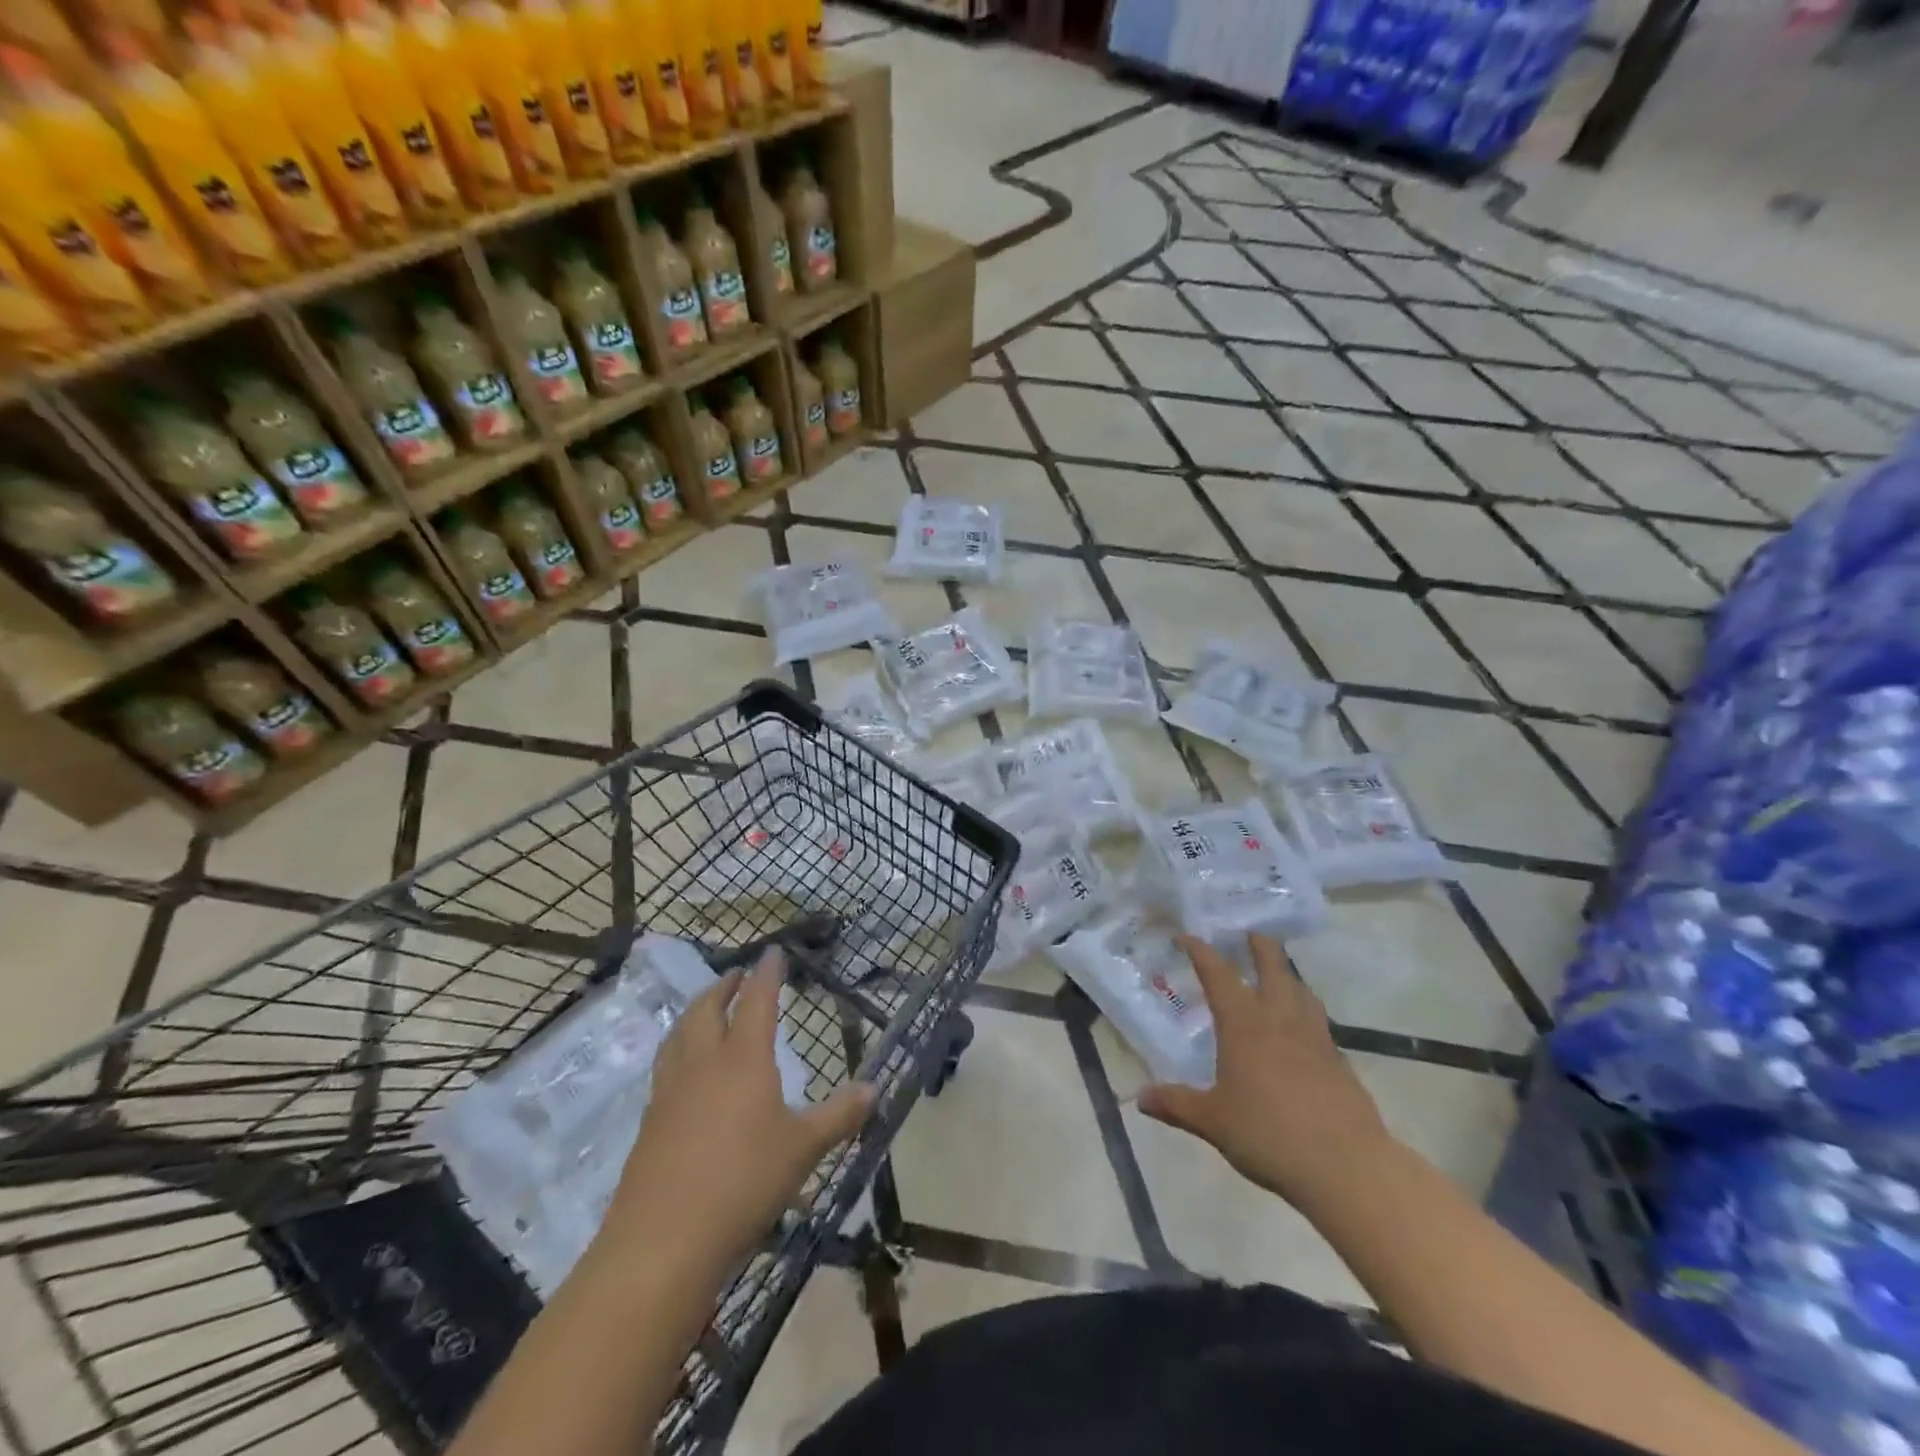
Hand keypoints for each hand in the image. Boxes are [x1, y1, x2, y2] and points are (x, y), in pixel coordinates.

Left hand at [601, 950, 874, 1276]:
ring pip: (679, 1034)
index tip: (772, 951)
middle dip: (724, 986)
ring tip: (705, 1009)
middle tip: (736, 975)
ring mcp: (670, 1091)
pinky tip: (685, 1070)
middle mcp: (703, 1063)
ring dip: (695, 1012)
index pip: (757, 1001)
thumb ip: (839, 1115)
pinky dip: (678, 1048)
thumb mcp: (803, 1148)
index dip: (767, 973)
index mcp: (743, 1059)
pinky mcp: (649, 1122)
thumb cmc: (744, 1182)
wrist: (663, 1240)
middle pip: (707, 1008)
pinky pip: (665, 1066)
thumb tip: (875, 1087)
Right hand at [1139, 934, 1393, 1211]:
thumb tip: (1139, 1099)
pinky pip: (1318, 1020)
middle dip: (1258, 945)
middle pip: (1272, 966)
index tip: (1188, 937)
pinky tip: (1301, 1027)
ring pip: (1301, 989)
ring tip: (1277, 973)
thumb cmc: (1269, 1135)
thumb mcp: (1213, 1121)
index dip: (1201, 951)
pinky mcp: (1339, 1060)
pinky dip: (1304, 1009)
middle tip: (1247, 934)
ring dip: (1286, 973)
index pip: (1218, 974)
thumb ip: (1177, 1105)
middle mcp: (1279, 1019)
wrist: (1347, 1166)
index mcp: (1243, 1024)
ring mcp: (1315, 1037)